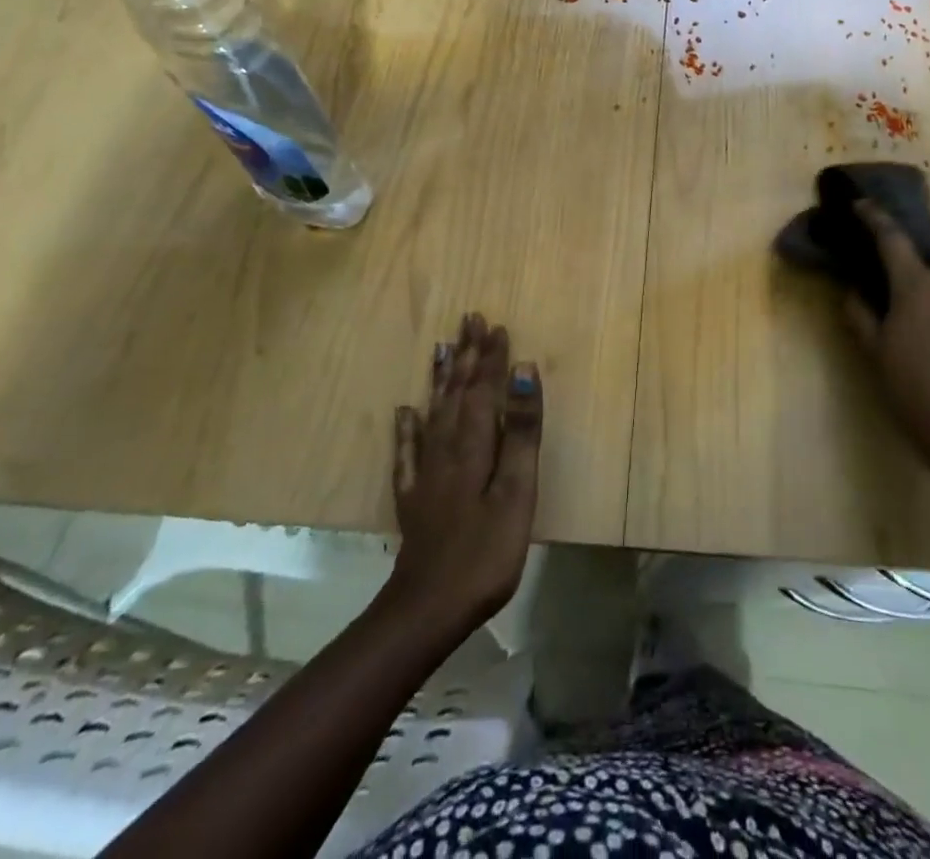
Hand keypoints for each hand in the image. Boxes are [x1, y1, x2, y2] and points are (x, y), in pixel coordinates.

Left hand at [388, 313, 542, 627]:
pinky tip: (405, 412)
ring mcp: (426, 474)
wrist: (428, 608)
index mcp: (474, 445)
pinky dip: (407, 427)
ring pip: (434, 412)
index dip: (492, 357)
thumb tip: (525, 371)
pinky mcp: (414, 497)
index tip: (497, 325)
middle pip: (457, 392)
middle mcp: (446, 449)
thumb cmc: (486, 551)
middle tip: (468, 320)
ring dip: (440, 378)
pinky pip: (408, 451)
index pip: (484, 389)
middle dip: (466, 356)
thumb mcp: (518, 491)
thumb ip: (522, 431)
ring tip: (441, 347)